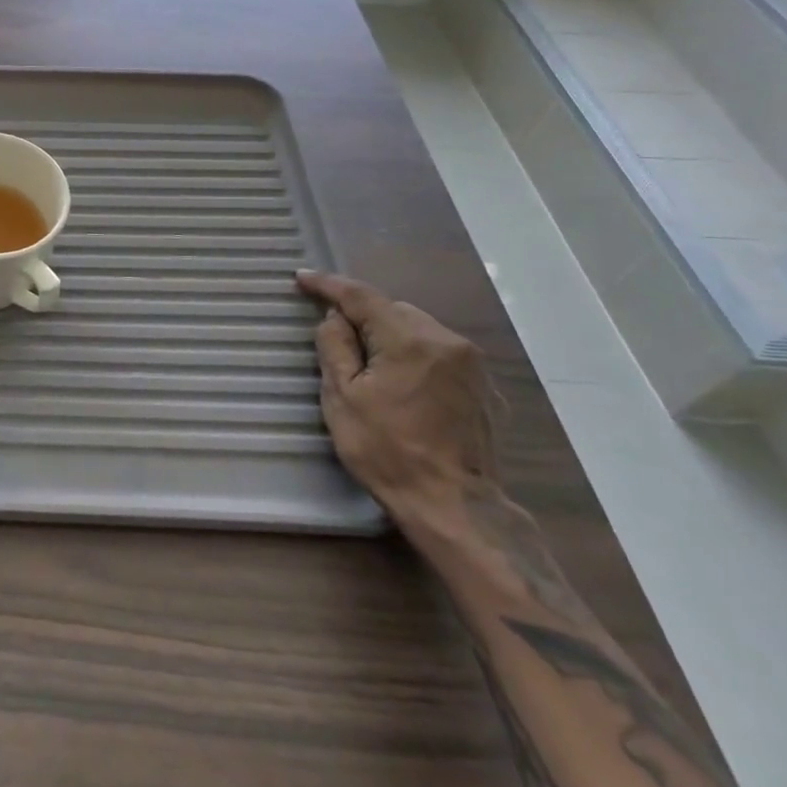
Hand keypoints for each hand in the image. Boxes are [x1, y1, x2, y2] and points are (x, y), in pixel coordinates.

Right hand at [297, 269, 499, 521]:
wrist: (455, 508)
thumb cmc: (388, 451)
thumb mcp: (343, 398)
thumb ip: (336, 347)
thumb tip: (335, 318)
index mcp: (410, 340)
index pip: (362, 297)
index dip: (329, 285)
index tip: (302, 278)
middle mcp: (448, 341)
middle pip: (394, 310)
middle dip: (363, 315)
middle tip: (335, 333)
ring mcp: (472, 366)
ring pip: (419, 330)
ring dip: (390, 335)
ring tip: (368, 361)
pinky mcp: (484, 389)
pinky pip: (439, 354)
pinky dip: (414, 355)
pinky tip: (402, 382)